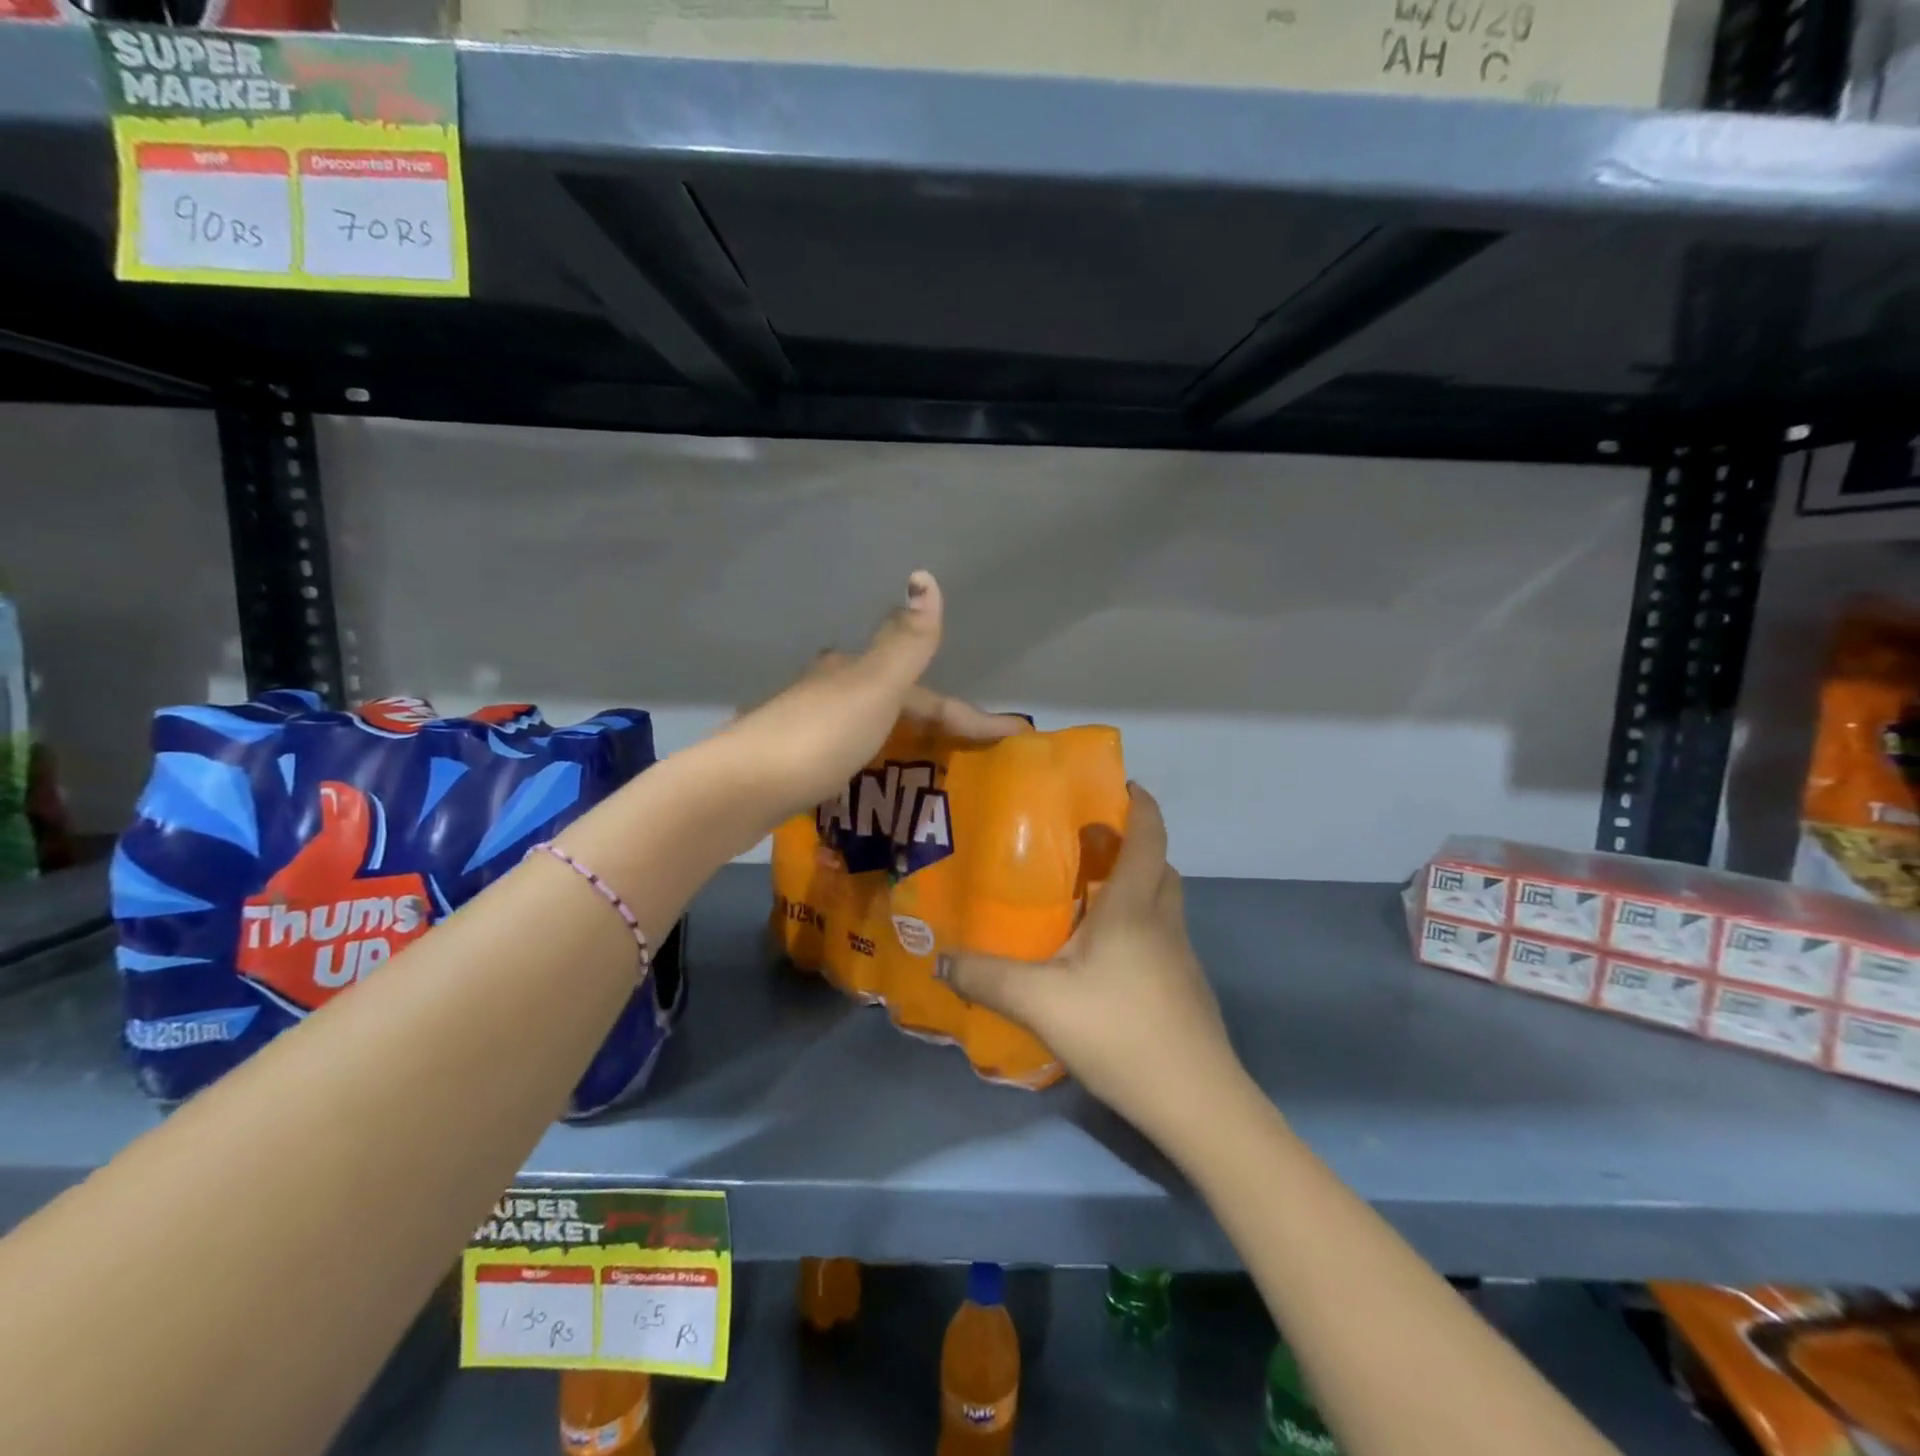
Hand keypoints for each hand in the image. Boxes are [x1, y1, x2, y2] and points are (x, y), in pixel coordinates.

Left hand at [714, 570, 1028, 826]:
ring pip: (865, 726)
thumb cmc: (816, 738)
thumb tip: (926, 576)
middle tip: (964, 755)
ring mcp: (802, 725)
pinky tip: (867, 781)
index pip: (927, 694)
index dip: (970, 716)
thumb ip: (905, 644)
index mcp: (852, 673)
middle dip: (930, 724)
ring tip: (923, 772)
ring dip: (896, 741)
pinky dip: (867, 763)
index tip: (1012, 737)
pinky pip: (842, 755)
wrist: (734, 789)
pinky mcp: (785, 761)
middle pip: (893, 703)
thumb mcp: (873, 690)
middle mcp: (826, 690)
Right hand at [942, 786, 1245, 1143]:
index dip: (1140, 804)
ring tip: (1085, 897)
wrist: (1196, 1102)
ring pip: (1161, 901)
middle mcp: (1163, 921)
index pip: (1148, 836)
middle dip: (1129, 843)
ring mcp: (1180, 956)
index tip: (1120, 784)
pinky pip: (1159, 935)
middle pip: (1158, 865)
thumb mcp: (1041, 1003)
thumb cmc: (1120, 1032)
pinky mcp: (1184, 987)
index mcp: (1133, 907)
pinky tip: (1101, 957)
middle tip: (1086, 843)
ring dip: (1133, 885)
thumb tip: (939, 959)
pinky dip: (1136, 924)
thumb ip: (987, 977)